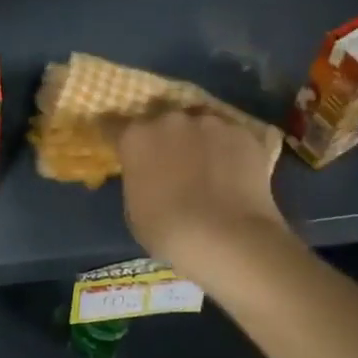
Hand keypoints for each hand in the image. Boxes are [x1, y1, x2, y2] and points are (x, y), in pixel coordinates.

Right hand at [115, 107, 289, 277]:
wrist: (227, 238)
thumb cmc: (169, 232)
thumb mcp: (135, 208)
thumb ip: (139, 179)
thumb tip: (149, 176)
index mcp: (136, 137)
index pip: (115, 126)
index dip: (121, 139)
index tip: (126, 150)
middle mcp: (170, 120)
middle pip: (163, 121)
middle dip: (166, 138)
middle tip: (174, 163)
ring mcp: (209, 123)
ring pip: (200, 126)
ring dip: (200, 141)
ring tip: (210, 168)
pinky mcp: (243, 134)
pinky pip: (231, 138)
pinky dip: (230, 151)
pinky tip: (236, 173)